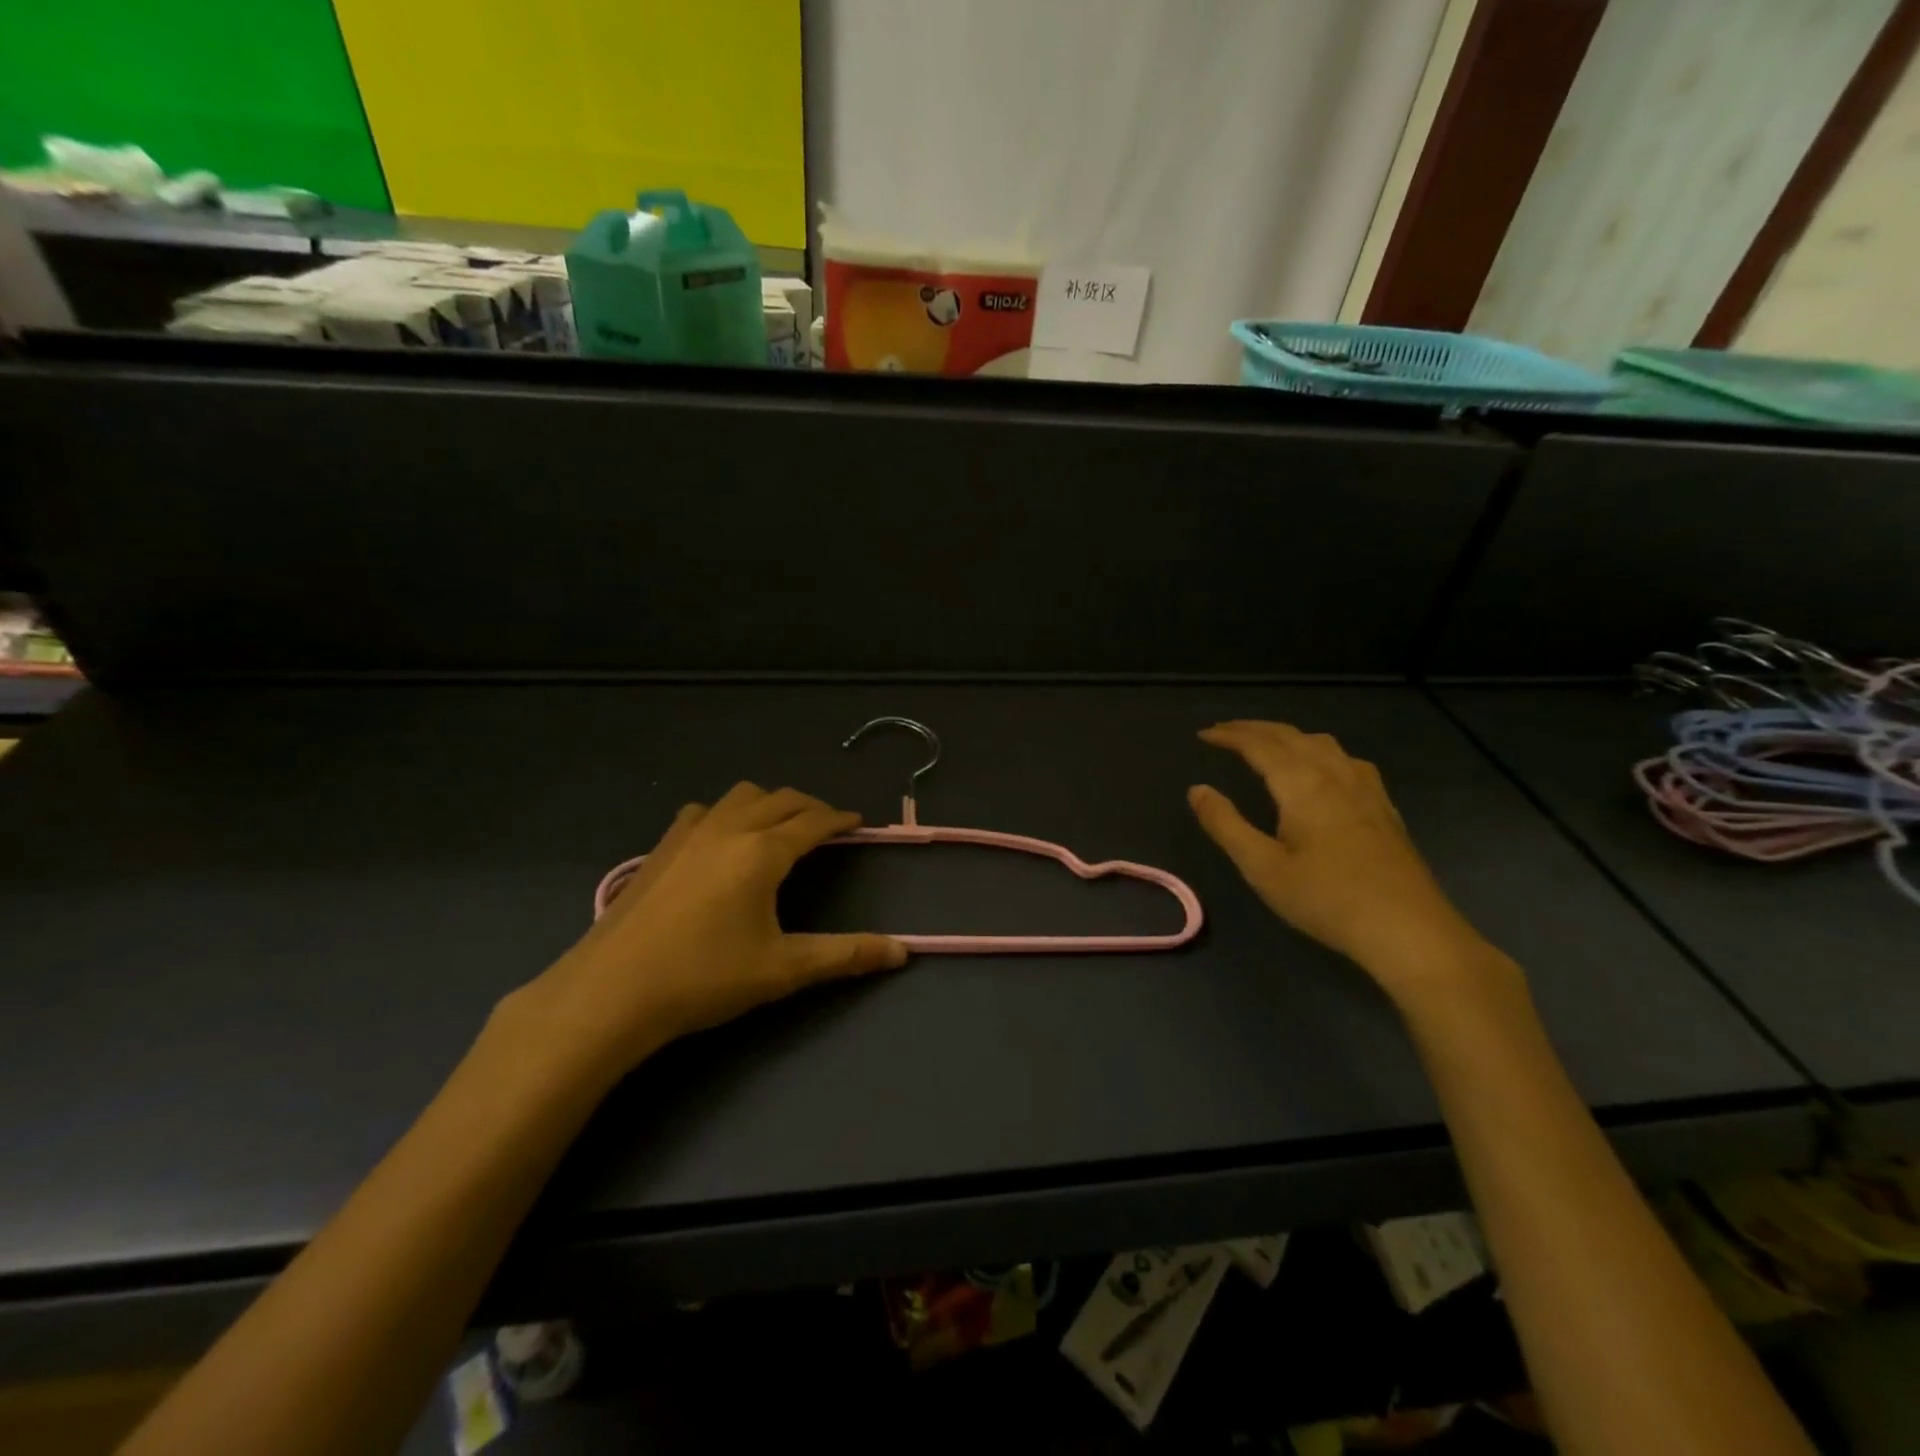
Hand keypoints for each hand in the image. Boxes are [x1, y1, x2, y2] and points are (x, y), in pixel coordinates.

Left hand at [502, 783, 906, 1086]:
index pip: (813, 821)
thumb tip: (902, 952)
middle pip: (779, 799)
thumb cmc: (704, 978)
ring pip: (739, 797)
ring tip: (778, 827)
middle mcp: (729, 829)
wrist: (611, 992)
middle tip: (826, 827)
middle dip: (809, 807)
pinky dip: (727, 813)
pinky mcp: (659, 848)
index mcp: (763, 851)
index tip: (858, 822)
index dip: (840, 819)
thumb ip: (845, 955)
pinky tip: (720, 841)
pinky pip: (703, 811)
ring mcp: (688, 834)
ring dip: (767, 803)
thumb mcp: (783, 969)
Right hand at [1188, 721, 1500, 1000]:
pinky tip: (1322, 768)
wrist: (1408, 929)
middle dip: (1254, 729)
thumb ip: (1226, 825)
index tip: (1203, 735)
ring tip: (1266, 744)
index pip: (1260, 745)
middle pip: (1291, 736)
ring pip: (1322, 743)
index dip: (1229, 735)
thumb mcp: (1263, 868)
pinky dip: (1318, 749)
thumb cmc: (1327, 899)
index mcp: (1303, 785)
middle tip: (1224, 732)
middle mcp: (1335, 775)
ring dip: (1287, 735)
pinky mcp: (1383, 806)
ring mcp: (1365, 789)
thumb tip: (1197, 789)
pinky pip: (1345, 759)